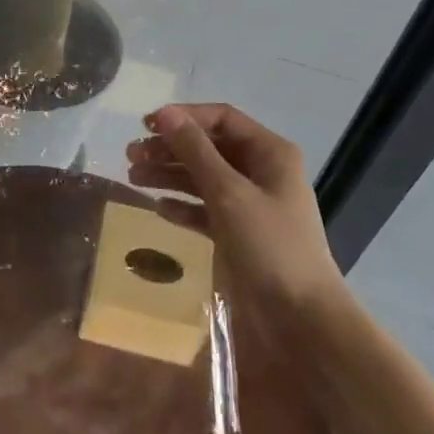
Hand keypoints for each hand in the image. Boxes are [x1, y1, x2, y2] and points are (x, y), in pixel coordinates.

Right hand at [125, 104, 344, 311]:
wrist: (301, 320)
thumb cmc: (269, 245)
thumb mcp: (228, 193)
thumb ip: (195, 151)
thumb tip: (165, 113)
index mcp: (269, 153)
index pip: (222, 118)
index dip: (184, 117)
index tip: (146, 126)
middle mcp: (261, 172)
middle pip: (209, 148)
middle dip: (171, 149)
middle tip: (131, 156)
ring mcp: (251, 205)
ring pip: (203, 178)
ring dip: (170, 175)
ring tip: (133, 178)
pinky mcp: (240, 234)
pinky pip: (206, 210)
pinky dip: (183, 207)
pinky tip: (159, 209)